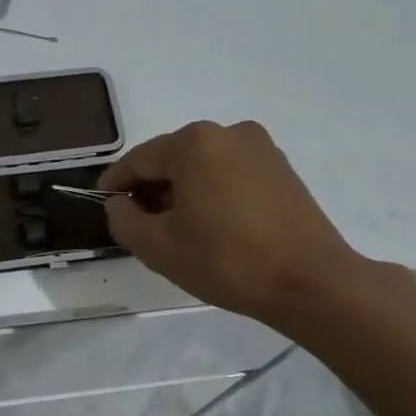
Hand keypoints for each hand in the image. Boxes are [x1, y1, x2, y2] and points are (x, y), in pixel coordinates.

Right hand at [101, 119, 408, 325]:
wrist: (312, 283)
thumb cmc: (227, 261)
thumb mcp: (158, 247)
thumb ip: (124, 220)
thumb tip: (119, 205)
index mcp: (195, 142)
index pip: (139, 159)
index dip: (115, 183)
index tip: (103, 204)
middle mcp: (228, 132)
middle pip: (172, 158)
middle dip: (151, 188)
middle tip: (138, 223)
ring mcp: (260, 148)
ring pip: (203, 165)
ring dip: (182, 190)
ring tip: (175, 229)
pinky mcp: (282, 169)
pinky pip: (230, 173)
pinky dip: (212, 192)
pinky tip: (211, 225)